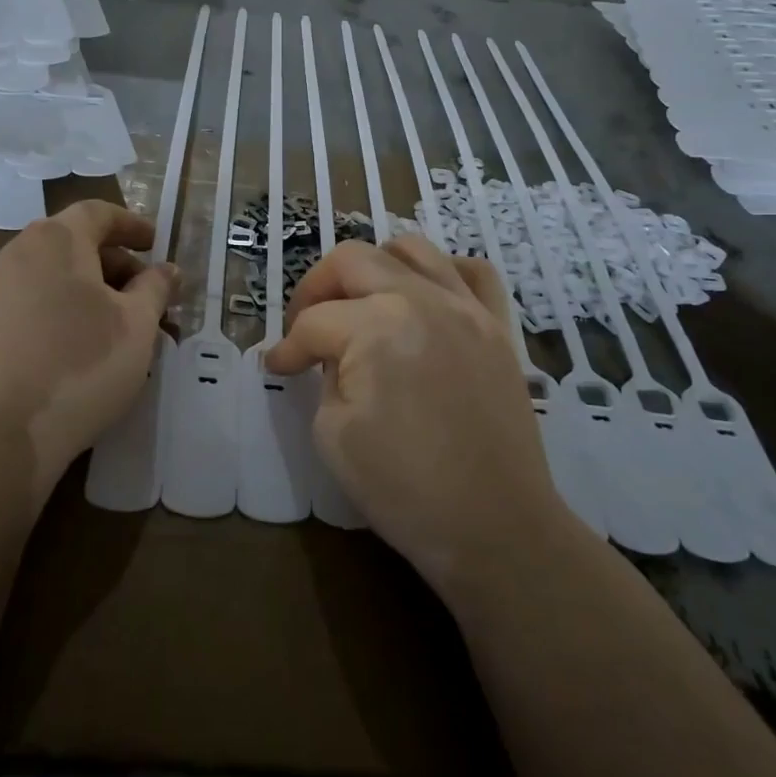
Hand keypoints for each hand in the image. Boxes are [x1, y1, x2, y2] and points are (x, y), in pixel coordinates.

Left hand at [0, 200, 174, 500]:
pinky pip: (10, 308)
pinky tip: (52, 351)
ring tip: (97, 327)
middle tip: (135, 296)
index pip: (97, 213)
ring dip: (72, 290)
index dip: (130, 225)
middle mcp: (11, 253)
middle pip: (67, 244)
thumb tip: (167, 269)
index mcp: (55, 241)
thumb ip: (155, 288)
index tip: (153, 244)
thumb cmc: (82, 366)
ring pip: (36, 277)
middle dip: (107, 264)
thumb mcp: (137, 326)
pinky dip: (39, 315)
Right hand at [266, 238, 569, 598]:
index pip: (314, 322)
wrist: (495, 528)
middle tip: (305, 325)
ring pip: (411, 248)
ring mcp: (467, 307)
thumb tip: (326, 356)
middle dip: (316, 288)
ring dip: (373, 266)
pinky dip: (441, 271)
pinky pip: (472, 271)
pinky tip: (423, 297)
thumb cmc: (405, 489)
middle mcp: (422, 299)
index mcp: (376, 327)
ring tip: (361, 302)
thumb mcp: (333, 433)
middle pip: (352, 261)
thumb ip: (324, 375)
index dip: (287, 347)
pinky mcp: (498, 326)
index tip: (277, 367)